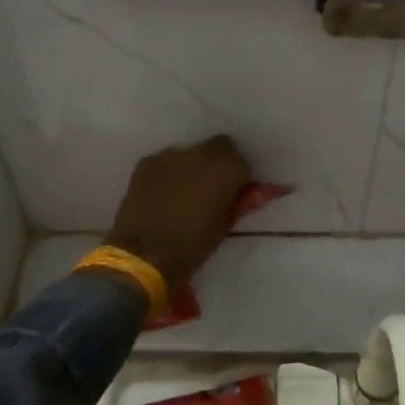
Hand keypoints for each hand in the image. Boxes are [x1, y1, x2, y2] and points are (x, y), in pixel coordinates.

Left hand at [103, 136, 251, 291]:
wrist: (143, 256)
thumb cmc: (191, 247)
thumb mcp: (224, 226)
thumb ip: (240, 202)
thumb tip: (261, 191)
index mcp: (226, 170)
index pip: (241, 161)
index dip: (238, 178)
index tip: (233, 195)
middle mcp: (200, 154)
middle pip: (218, 147)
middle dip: (218, 164)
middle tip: (211, 191)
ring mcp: (170, 156)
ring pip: (190, 154)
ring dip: (192, 168)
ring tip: (183, 195)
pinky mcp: (146, 162)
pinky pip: (166, 163)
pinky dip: (169, 174)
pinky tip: (162, 196)